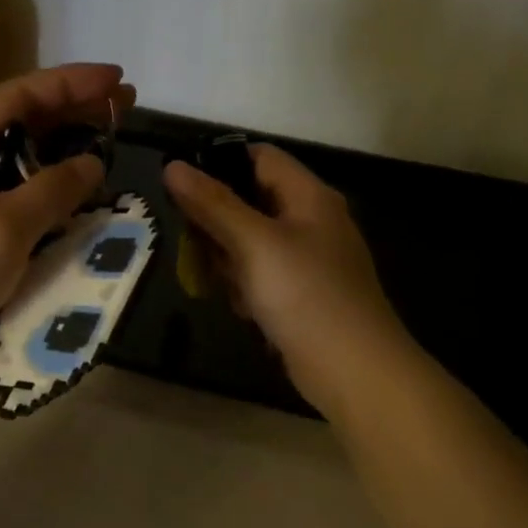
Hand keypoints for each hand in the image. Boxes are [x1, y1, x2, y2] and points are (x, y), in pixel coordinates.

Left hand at [0, 63, 134, 363]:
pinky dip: (40, 183)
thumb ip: (53, 189)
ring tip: (102, 143)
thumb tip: (92, 163)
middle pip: (17, 119)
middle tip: (121, 108)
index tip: (117, 79)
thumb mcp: (5, 228)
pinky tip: (66, 190)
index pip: (20, 94)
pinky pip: (5, 187)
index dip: (71, 83)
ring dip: (57, 148)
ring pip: (13, 156)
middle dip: (71, 111)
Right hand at [164, 144, 408, 412]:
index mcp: (308, 196)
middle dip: (218, 223)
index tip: (180, 188)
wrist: (353, 370)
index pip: (259, 157)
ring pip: (249, 243)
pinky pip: (260, 276)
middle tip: (198, 246)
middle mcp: (310, 221)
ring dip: (229, 261)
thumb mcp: (253, 242)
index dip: (219, 164)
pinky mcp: (301, 294)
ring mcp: (307, 260)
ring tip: (227, 285)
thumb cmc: (305, 294)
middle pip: (249, 201)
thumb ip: (212, 203)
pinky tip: (247, 310)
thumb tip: (173, 166)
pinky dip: (246, 288)